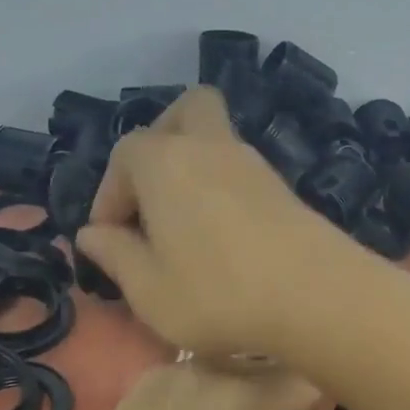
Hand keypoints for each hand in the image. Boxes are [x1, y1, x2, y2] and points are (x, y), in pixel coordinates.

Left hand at [41, 362, 408, 409]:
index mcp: (249, 394)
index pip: (318, 370)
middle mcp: (215, 361)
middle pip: (282, 363)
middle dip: (293, 407)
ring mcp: (177, 362)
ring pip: (244, 362)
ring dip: (256, 398)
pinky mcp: (150, 372)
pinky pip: (206, 366)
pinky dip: (220, 393)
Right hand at [75, 87, 379, 359]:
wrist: (318, 297)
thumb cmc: (218, 294)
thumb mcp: (149, 290)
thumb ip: (115, 255)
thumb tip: (92, 234)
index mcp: (165, 162)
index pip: (124, 156)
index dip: (109, 195)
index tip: (109, 238)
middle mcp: (210, 147)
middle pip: (185, 112)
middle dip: (160, 143)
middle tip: (151, 194)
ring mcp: (254, 163)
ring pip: (217, 139)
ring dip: (194, 168)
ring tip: (185, 226)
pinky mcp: (284, 187)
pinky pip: (241, 170)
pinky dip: (222, 187)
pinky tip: (222, 235)